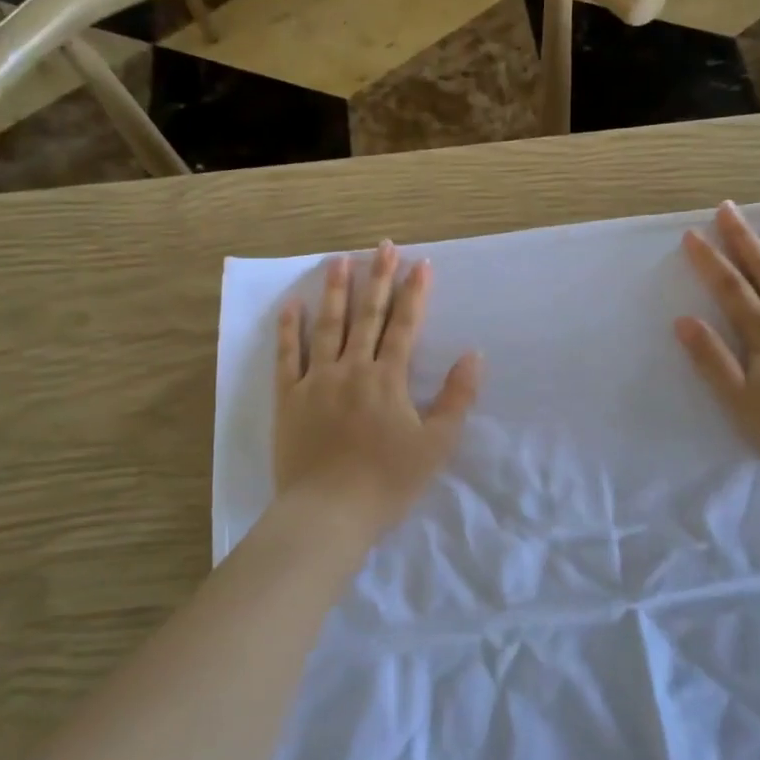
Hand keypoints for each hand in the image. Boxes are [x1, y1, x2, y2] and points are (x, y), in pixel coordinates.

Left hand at [270, 243, 480, 542]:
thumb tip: (473, 354)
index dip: (414, 293)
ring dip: (336, 292)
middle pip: (367, 316)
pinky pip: (286, 356)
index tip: (420, 263)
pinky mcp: (288, 398)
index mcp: (388, 378)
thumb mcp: (436, 444)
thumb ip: (456, 397)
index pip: (404, 325)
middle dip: (378, 279)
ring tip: (340, 260)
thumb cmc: (387, 482)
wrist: (327, 513)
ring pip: (327, 326)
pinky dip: (289, 329)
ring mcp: (316, 380)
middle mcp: (352, 368)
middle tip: (382, 246)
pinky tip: (291, 305)